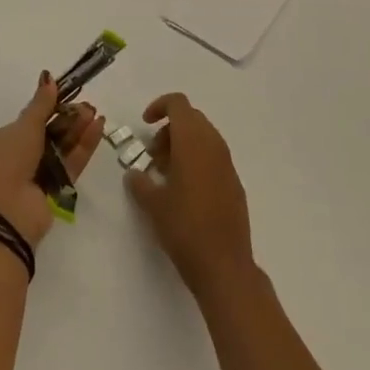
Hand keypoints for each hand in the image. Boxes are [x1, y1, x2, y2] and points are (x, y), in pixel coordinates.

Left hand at [0, 73, 105, 249]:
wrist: (7, 213)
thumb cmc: (9, 161)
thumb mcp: (24, 127)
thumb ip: (41, 104)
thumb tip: (48, 77)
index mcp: (7, 139)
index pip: (33, 118)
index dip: (52, 106)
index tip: (72, 95)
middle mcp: (22, 155)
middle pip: (51, 132)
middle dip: (70, 118)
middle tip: (90, 106)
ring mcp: (40, 173)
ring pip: (63, 147)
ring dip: (79, 130)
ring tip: (97, 114)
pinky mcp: (57, 189)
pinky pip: (72, 162)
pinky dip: (85, 147)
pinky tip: (98, 129)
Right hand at [124, 93, 255, 303]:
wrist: (224, 265)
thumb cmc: (184, 228)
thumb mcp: (153, 204)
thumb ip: (140, 183)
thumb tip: (134, 174)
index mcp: (193, 141)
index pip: (178, 104)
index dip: (159, 107)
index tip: (145, 125)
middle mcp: (214, 145)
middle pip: (191, 119)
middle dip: (168, 130)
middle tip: (152, 156)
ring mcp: (227, 164)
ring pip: (203, 138)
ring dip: (182, 145)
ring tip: (164, 174)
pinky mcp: (234, 183)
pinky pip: (213, 157)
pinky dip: (196, 160)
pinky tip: (184, 190)